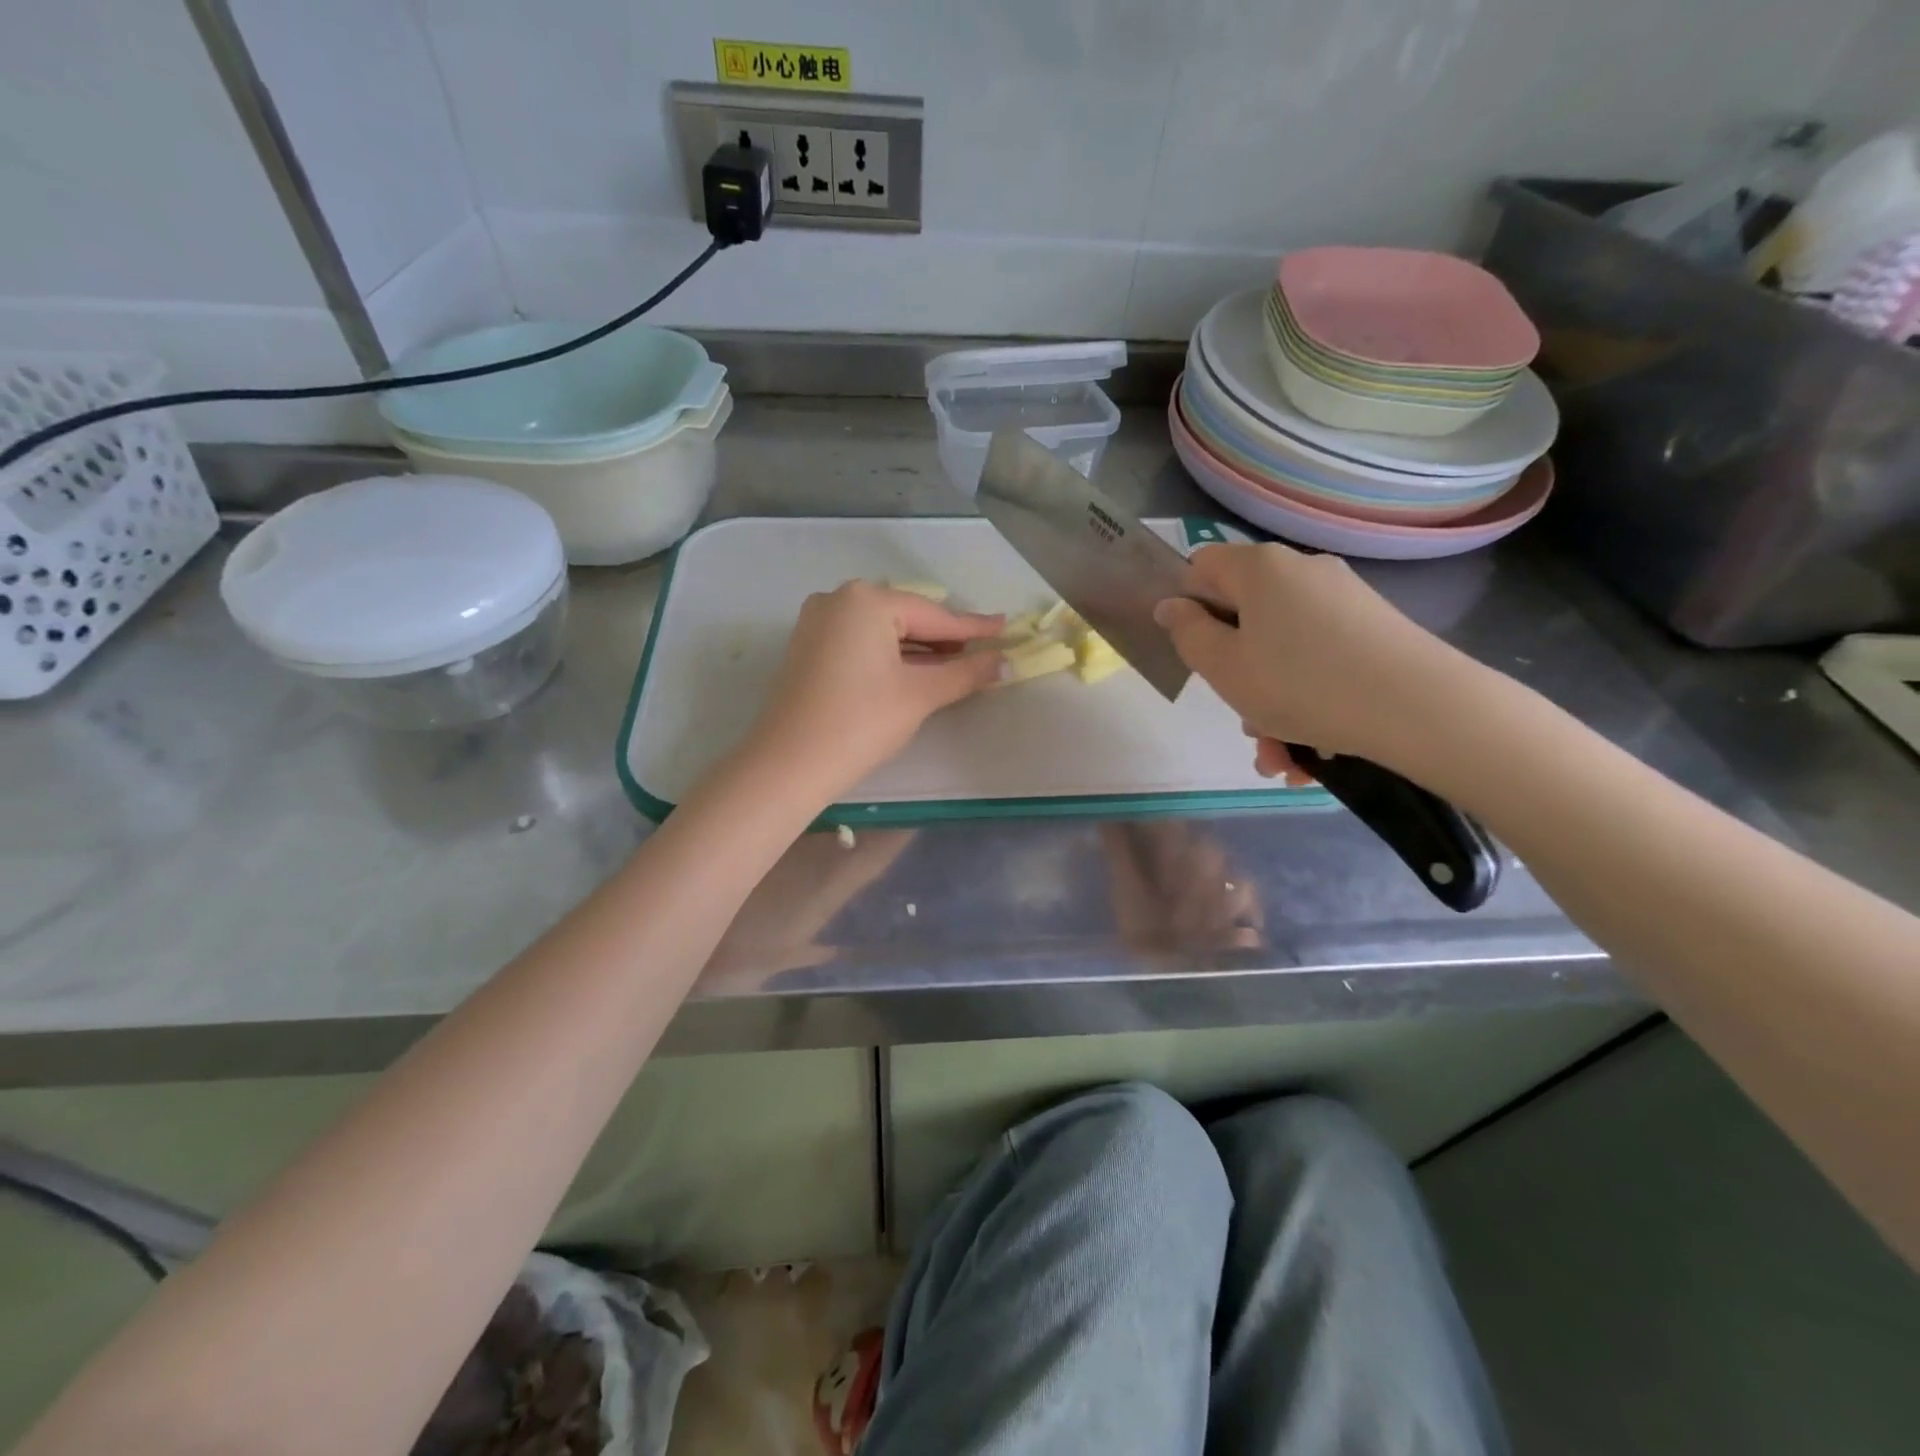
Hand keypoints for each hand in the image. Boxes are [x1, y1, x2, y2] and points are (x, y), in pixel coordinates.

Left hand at [741, 581, 1004, 803]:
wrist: (789, 764)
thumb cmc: (861, 722)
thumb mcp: (919, 695)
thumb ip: (965, 673)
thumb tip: (1005, 662)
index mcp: (867, 600)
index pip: (933, 615)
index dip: (972, 628)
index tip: (1004, 628)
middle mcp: (838, 599)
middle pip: (906, 618)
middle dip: (943, 639)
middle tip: (983, 650)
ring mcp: (817, 622)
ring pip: (882, 631)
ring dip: (917, 649)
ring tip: (956, 664)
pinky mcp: (808, 647)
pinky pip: (860, 643)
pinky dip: (889, 655)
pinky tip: (913, 670)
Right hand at [1154, 544, 1476, 777]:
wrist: (1420, 709)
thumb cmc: (1301, 684)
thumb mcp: (1223, 667)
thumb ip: (1187, 633)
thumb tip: (1171, 606)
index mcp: (1260, 569)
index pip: (1201, 566)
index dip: (1187, 605)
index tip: (1195, 652)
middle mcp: (1302, 571)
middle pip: (1245, 615)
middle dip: (1236, 671)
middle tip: (1244, 719)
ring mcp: (1343, 599)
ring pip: (1283, 649)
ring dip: (1272, 703)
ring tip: (1282, 757)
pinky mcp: (1374, 629)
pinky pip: (1320, 661)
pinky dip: (1309, 701)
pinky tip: (1314, 753)